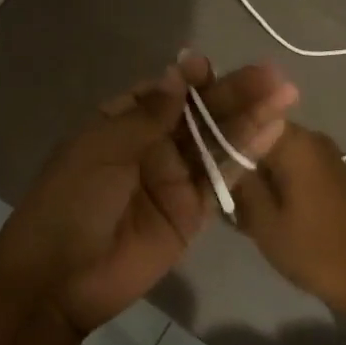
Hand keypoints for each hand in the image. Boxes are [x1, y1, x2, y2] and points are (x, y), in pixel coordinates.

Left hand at [0, 52, 298, 334]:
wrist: (60, 278)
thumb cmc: (72, 201)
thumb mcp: (103, 149)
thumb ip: (147, 115)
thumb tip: (178, 74)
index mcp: (121, 125)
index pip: (163, 94)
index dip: (189, 79)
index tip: (209, 66)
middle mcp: (151, 147)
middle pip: (198, 115)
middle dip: (232, 93)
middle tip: (272, 75)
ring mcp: (174, 180)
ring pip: (216, 142)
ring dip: (250, 118)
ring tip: (285, 93)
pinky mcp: (191, 213)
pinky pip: (221, 180)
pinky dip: (246, 156)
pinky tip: (274, 131)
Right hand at [231, 123, 345, 320]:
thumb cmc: (314, 249)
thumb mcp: (264, 221)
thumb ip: (238, 183)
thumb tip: (217, 157)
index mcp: (293, 141)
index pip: (244, 120)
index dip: (218, 138)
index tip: (200, 161)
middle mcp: (311, 138)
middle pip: (259, 138)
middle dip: (236, 160)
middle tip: (217, 190)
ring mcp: (324, 156)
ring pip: (274, 155)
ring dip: (255, 175)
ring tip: (236, 206)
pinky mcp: (332, 175)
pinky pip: (292, 168)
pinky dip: (275, 183)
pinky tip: (262, 209)